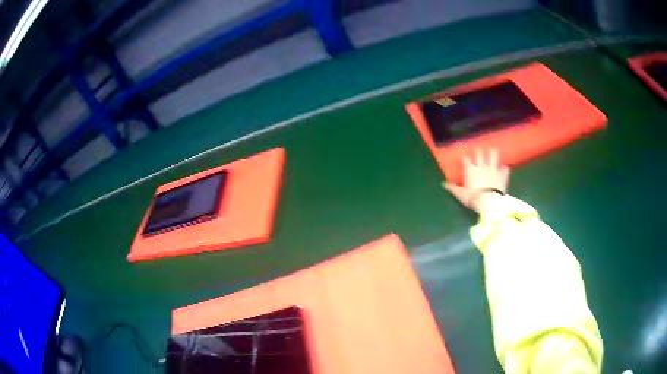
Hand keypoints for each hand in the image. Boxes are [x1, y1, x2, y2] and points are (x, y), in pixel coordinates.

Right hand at [443, 149, 509, 213]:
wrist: (489, 202)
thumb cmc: (473, 198)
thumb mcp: (461, 194)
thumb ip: (453, 188)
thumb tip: (443, 184)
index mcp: (470, 169)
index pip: (466, 159)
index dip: (465, 158)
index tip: (464, 158)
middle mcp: (481, 166)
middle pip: (479, 153)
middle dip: (478, 151)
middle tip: (478, 151)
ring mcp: (493, 169)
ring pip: (494, 155)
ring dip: (493, 153)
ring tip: (493, 152)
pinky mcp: (503, 175)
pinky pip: (505, 168)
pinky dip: (505, 168)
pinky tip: (504, 168)